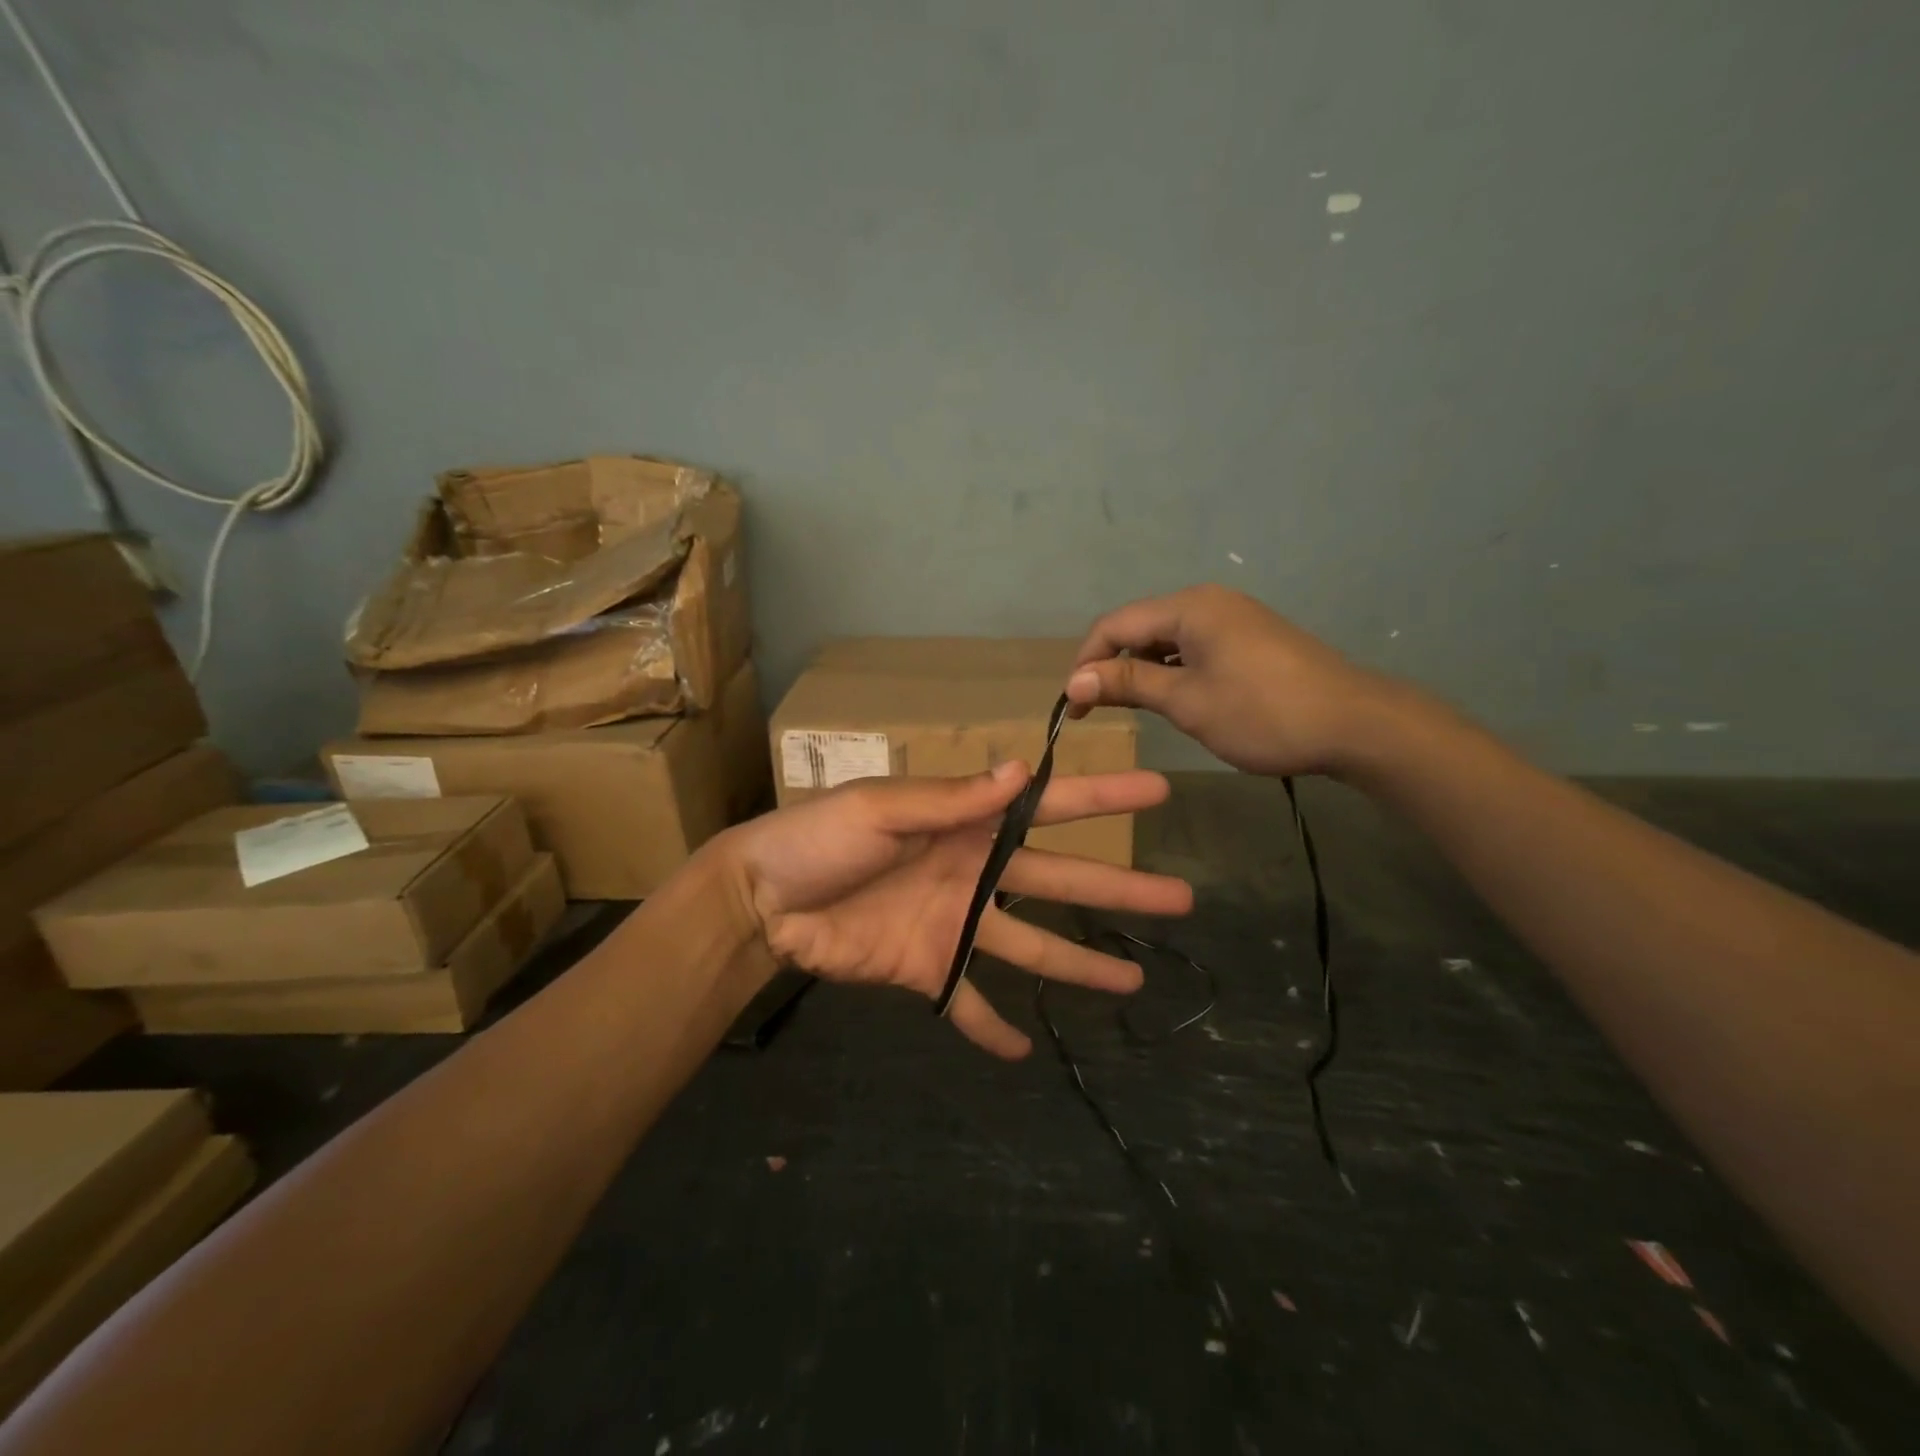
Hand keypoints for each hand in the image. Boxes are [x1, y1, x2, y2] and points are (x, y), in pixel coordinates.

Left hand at [723, 763, 1192, 1056]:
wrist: (763, 898)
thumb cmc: (820, 839)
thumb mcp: (882, 808)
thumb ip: (950, 799)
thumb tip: (1022, 770)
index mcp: (967, 824)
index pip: (1047, 807)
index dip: (1103, 798)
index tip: (1157, 793)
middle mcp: (973, 872)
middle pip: (1059, 881)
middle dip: (1118, 889)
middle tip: (1181, 898)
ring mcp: (954, 924)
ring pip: (1031, 948)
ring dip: (1079, 967)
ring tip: (1132, 983)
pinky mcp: (927, 970)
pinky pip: (968, 1002)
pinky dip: (991, 1028)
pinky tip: (1024, 1052)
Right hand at [1065, 584, 1404, 777]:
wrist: (1355, 724)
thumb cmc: (1263, 713)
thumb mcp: (1187, 701)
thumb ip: (1128, 685)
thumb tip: (1074, 680)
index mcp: (1189, 608)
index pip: (1115, 625)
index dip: (1086, 663)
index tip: (1074, 706)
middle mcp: (1207, 601)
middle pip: (1139, 627)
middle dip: (1111, 666)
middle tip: (1096, 710)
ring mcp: (1232, 618)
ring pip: (1165, 639)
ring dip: (1140, 670)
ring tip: (1130, 708)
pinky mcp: (1249, 638)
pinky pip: (1192, 647)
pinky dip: (1171, 670)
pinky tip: (1172, 697)